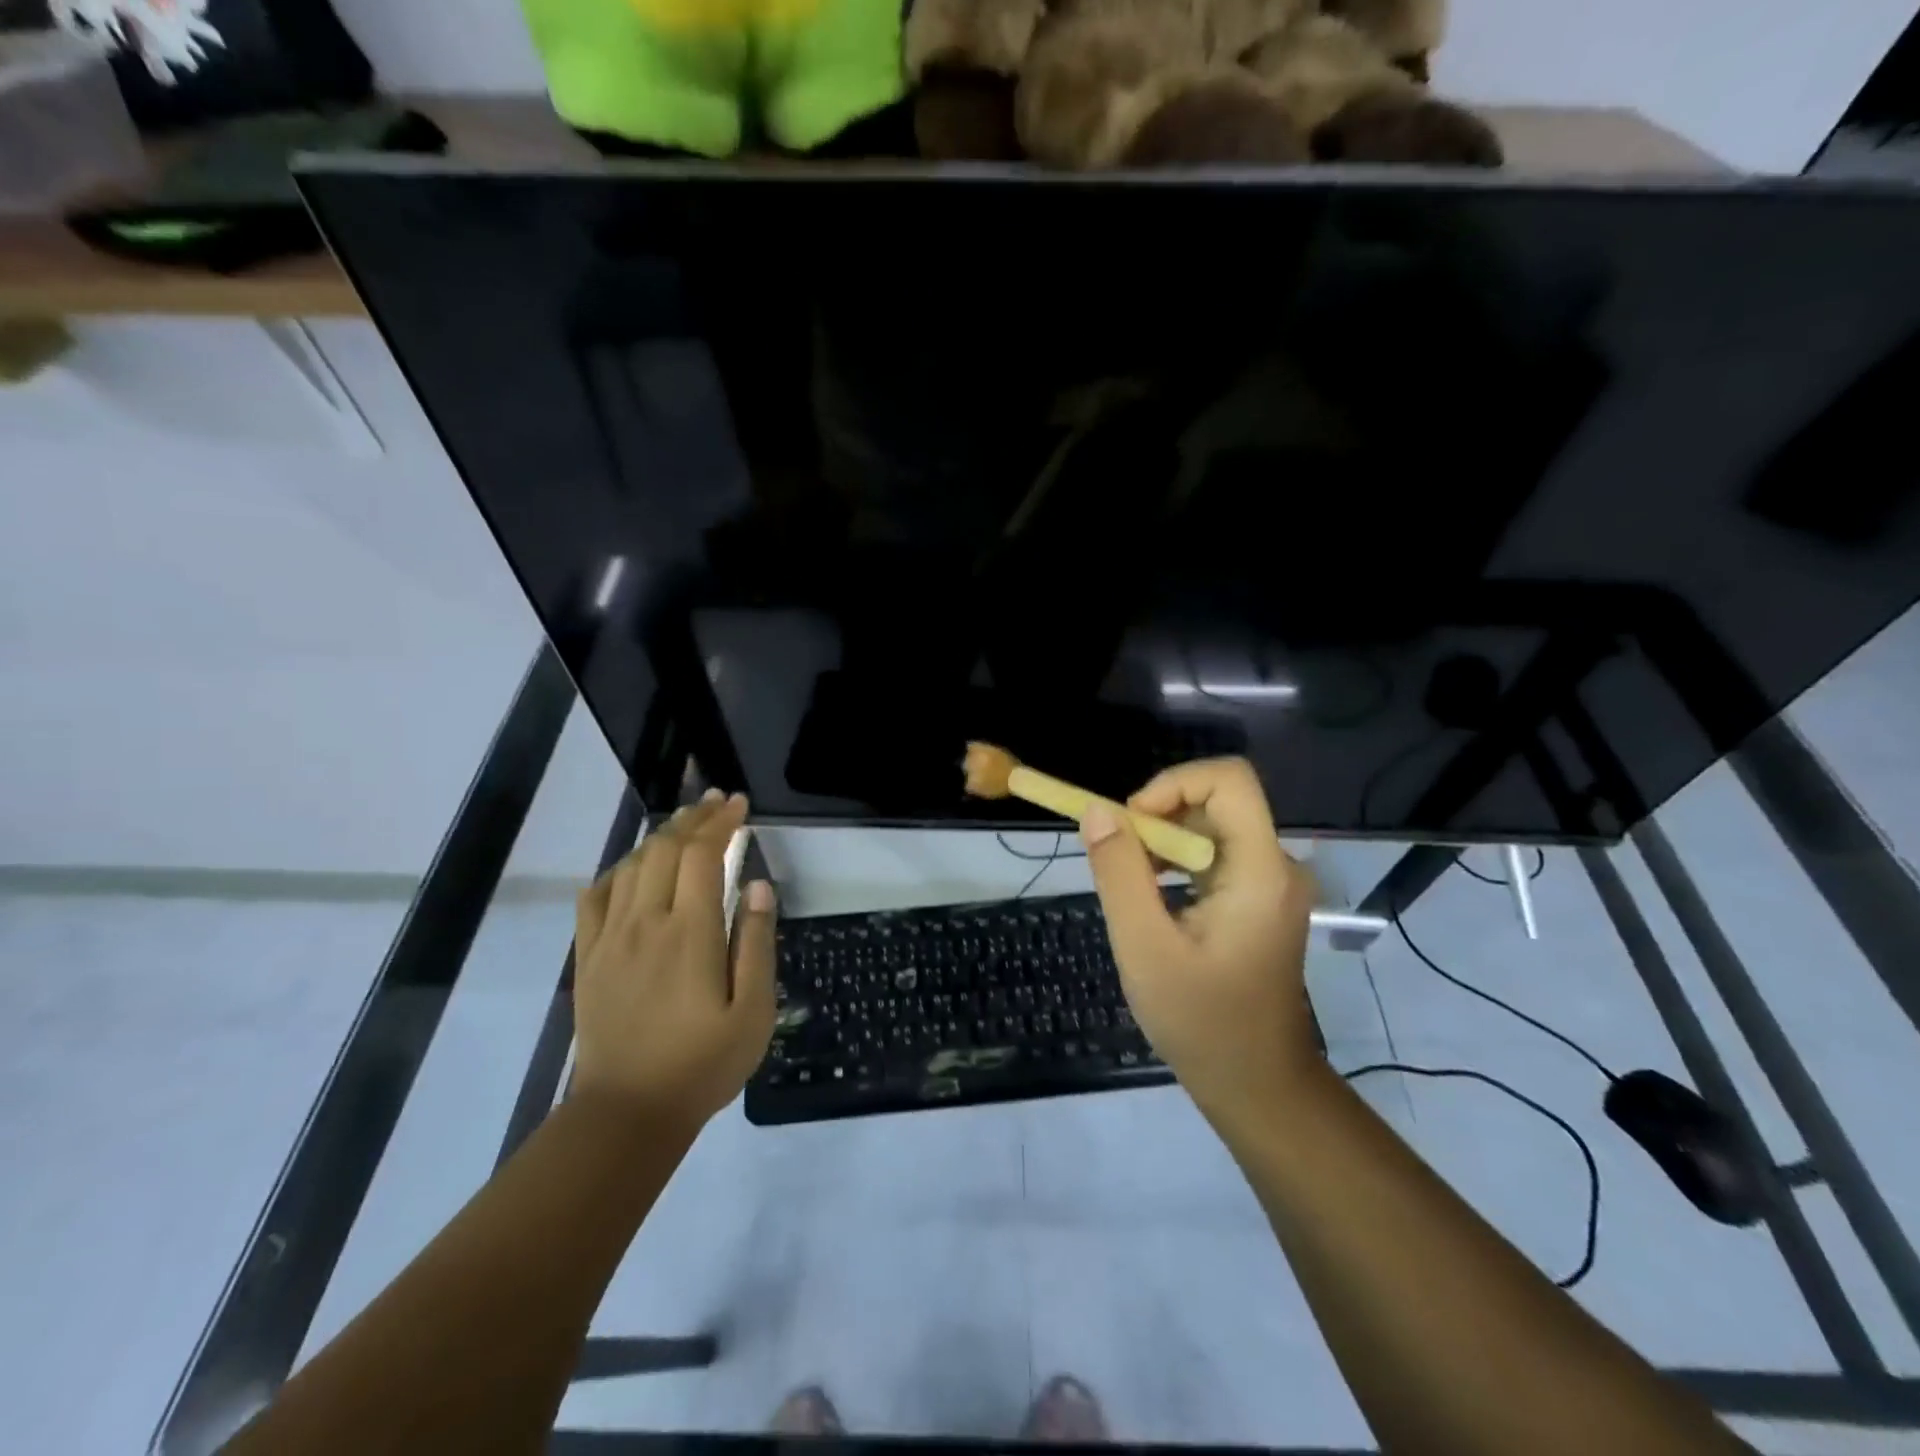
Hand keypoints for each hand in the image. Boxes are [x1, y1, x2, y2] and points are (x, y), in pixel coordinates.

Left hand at [572, 790, 777, 1132]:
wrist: (627, 1112)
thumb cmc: (702, 1064)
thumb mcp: (753, 1011)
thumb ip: (756, 943)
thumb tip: (757, 886)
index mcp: (689, 933)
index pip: (702, 855)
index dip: (721, 822)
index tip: (740, 804)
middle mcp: (645, 923)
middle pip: (664, 848)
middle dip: (693, 818)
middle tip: (718, 803)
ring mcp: (610, 938)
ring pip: (631, 865)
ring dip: (660, 836)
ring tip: (685, 825)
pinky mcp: (589, 957)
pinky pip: (596, 897)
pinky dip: (618, 870)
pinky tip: (634, 868)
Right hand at [1079, 758, 1319, 1120]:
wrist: (1255, 1084)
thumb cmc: (1201, 1022)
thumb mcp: (1144, 947)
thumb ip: (1119, 873)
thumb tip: (1096, 811)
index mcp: (1260, 870)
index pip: (1229, 779)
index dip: (1173, 783)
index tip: (1130, 821)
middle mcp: (1276, 865)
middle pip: (1216, 801)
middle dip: (1159, 815)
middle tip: (1118, 857)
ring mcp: (1271, 883)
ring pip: (1211, 827)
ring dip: (1163, 840)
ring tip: (1130, 883)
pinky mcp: (1258, 900)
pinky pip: (1214, 855)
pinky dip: (1176, 861)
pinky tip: (1151, 898)